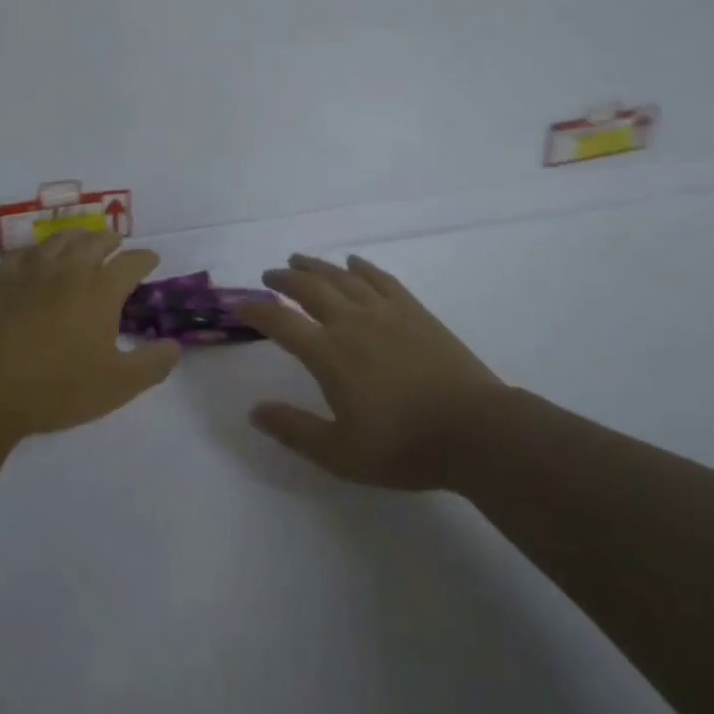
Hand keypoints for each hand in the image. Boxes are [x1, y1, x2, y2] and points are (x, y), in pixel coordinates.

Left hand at [0, 229, 178, 439]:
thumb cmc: (55, 388)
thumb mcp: (116, 386)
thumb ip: (152, 365)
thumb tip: (175, 346)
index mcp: (101, 290)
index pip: (131, 262)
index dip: (145, 259)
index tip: (151, 260)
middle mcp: (69, 269)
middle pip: (96, 242)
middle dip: (111, 241)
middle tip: (117, 245)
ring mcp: (32, 270)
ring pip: (60, 239)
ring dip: (78, 237)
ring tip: (83, 241)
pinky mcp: (0, 278)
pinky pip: (25, 253)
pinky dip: (39, 251)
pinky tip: (37, 259)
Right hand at [235, 254, 502, 489]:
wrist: (475, 430)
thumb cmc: (404, 446)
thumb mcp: (340, 453)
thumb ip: (294, 430)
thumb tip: (255, 411)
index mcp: (329, 354)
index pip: (280, 323)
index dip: (255, 311)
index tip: (238, 305)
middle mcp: (351, 322)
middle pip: (309, 288)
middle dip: (283, 279)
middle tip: (268, 276)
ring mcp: (385, 312)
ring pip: (342, 277)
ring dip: (316, 266)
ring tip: (299, 260)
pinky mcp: (414, 311)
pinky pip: (380, 279)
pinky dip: (362, 267)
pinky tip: (354, 263)